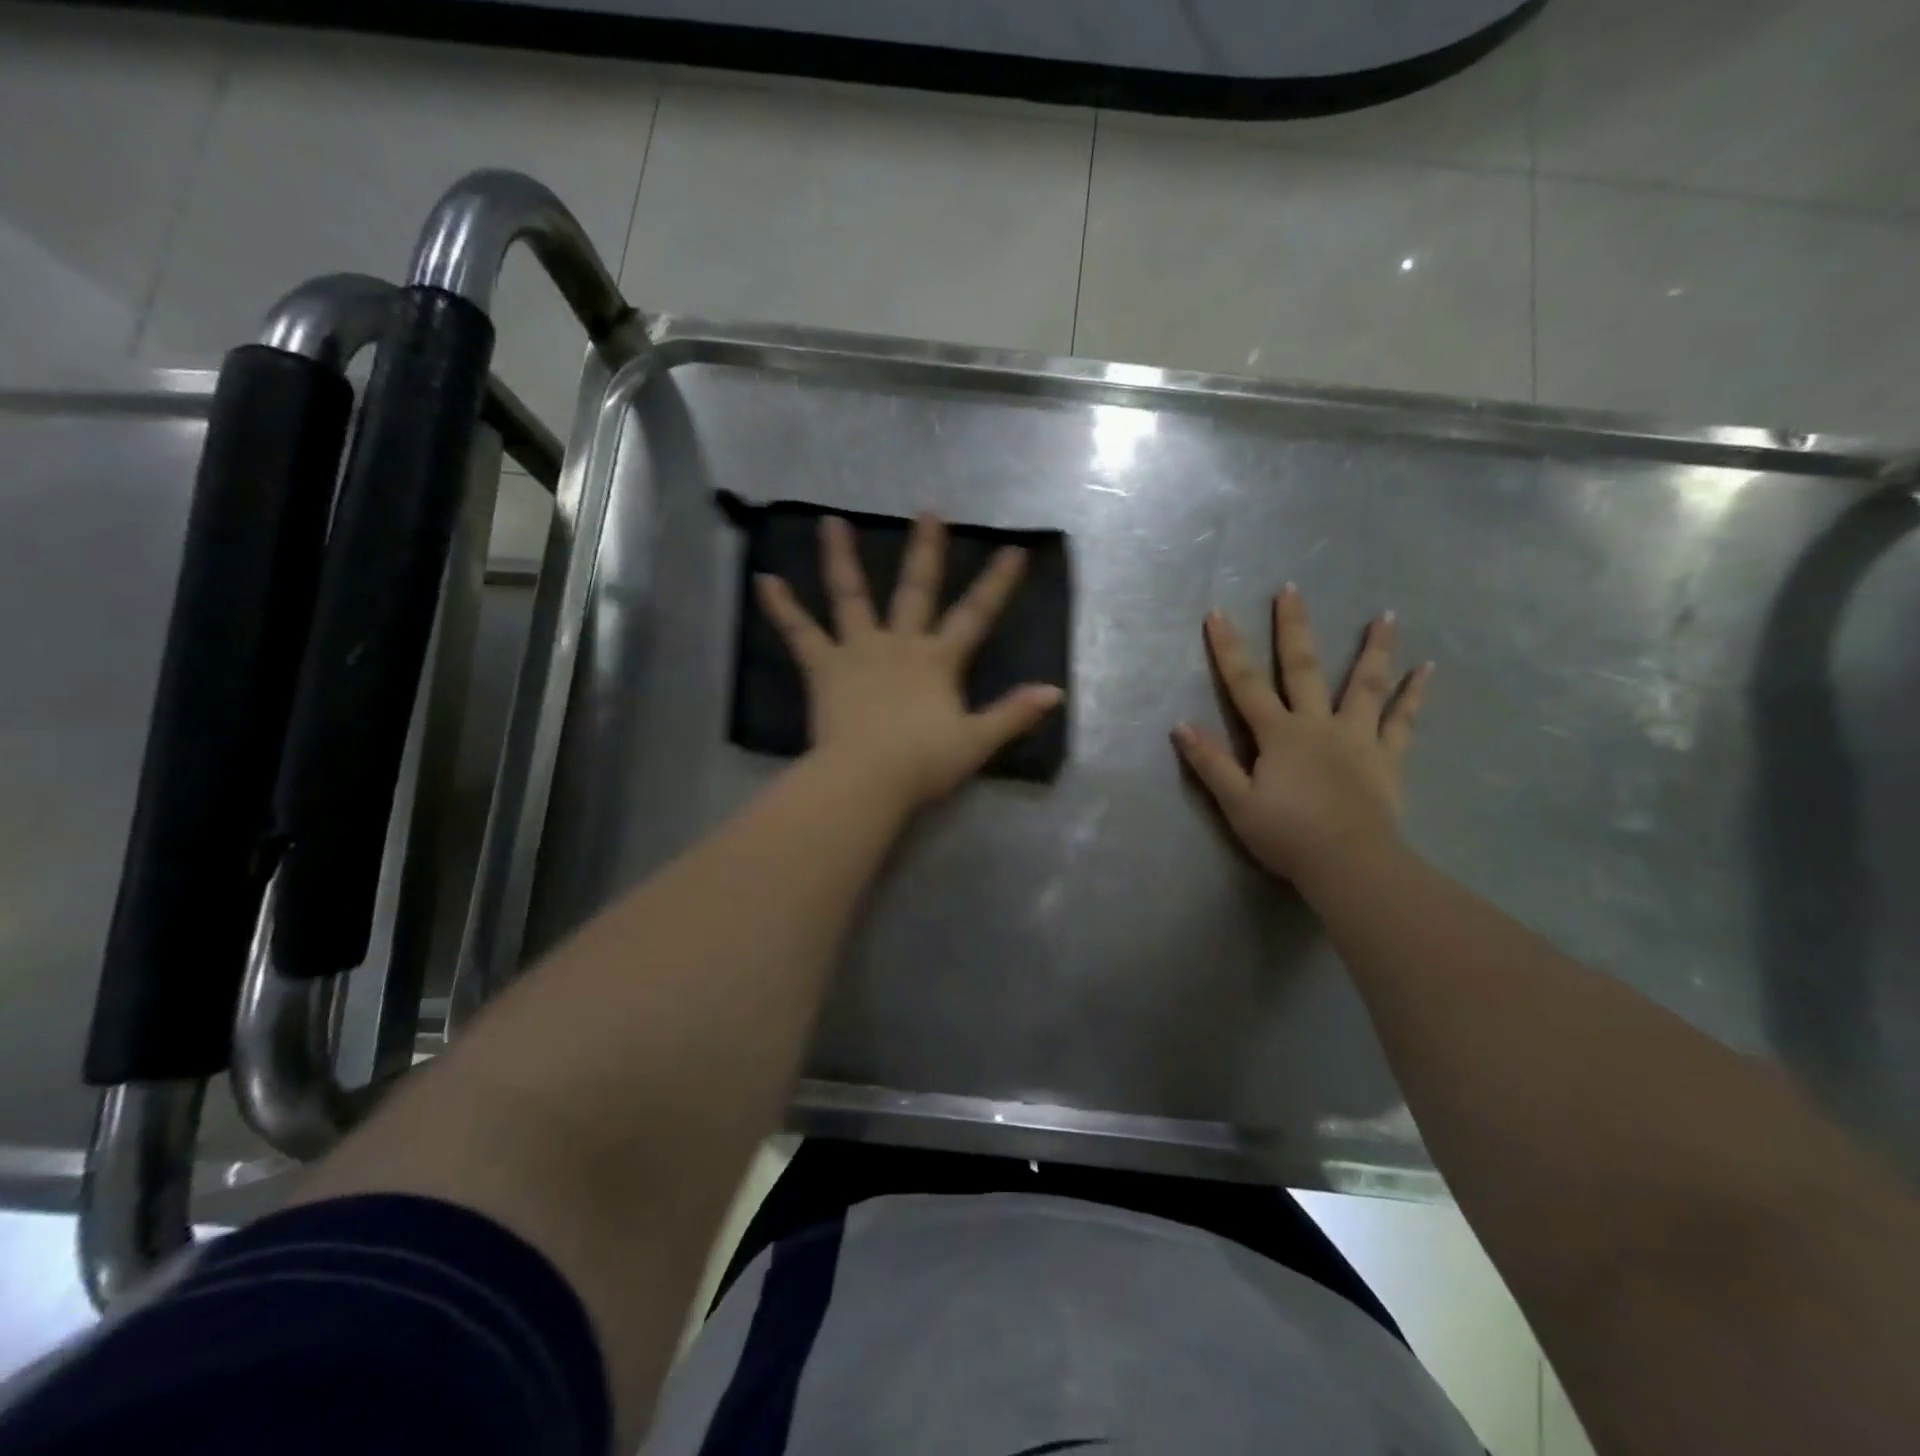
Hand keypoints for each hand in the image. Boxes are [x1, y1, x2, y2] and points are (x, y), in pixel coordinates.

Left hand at [756, 513, 1064, 809]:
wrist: (866, 779)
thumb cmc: (922, 763)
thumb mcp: (976, 742)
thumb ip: (1013, 714)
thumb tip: (1054, 692)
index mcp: (938, 661)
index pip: (975, 615)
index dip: (996, 584)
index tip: (1014, 550)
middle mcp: (899, 644)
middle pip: (915, 589)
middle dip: (926, 551)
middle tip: (929, 512)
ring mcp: (858, 650)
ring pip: (850, 596)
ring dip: (841, 558)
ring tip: (831, 522)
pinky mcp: (824, 667)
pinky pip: (799, 632)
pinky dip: (782, 607)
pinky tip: (764, 581)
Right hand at [1173, 586, 1431, 885]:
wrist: (1349, 864)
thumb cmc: (1287, 835)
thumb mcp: (1236, 803)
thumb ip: (1211, 763)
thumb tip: (1181, 725)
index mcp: (1279, 735)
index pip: (1245, 685)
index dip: (1229, 649)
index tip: (1218, 614)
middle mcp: (1318, 724)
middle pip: (1304, 669)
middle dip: (1294, 628)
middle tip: (1292, 590)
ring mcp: (1357, 738)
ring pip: (1365, 685)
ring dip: (1374, 649)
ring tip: (1386, 615)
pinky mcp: (1387, 758)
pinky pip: (1403, 721)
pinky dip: (1415, 695)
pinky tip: (1427, 669)